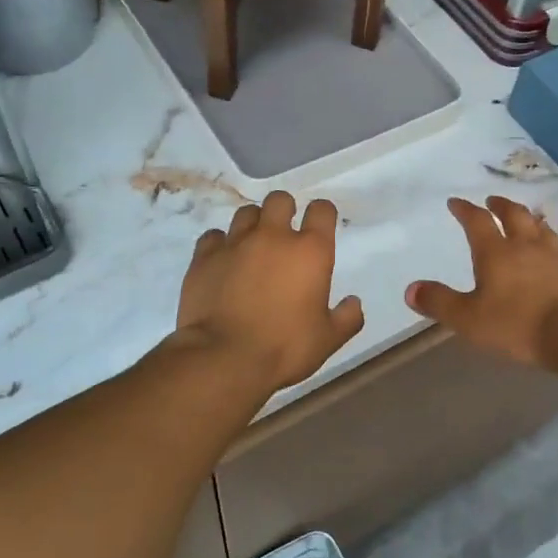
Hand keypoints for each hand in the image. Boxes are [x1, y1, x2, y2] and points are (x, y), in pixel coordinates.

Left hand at [177, 192, 365, 389]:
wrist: (224, 358)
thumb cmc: (284, 348)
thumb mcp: (328, 340)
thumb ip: (347, 318)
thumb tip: (354, 303)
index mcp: (310, 251)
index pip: (322, 210)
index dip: (322, 214)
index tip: (320, 227)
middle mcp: (273, 237)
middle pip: (280, 200)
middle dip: (284, 211)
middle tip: (284, 234)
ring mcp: (235, 243)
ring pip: (245, 212)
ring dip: (253, 224)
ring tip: (253, 247)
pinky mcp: (204, 257)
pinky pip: (213, 236)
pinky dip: (220, 244)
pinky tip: (222, 261)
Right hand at [405, 196, 557, 366]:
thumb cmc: (518, 325)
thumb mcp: (469, 319)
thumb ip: (439, 303)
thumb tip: (411, 289)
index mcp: (496, 252)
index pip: (476, 221)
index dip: (464, 209)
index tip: (455, 202)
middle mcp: (526, 245)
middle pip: (513, 215)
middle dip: (500, 205)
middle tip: (492, 201)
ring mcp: (556, 254)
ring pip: (540, 227)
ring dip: (528, 218)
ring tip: (524, 218)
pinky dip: (552, 241)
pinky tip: (556, 247)